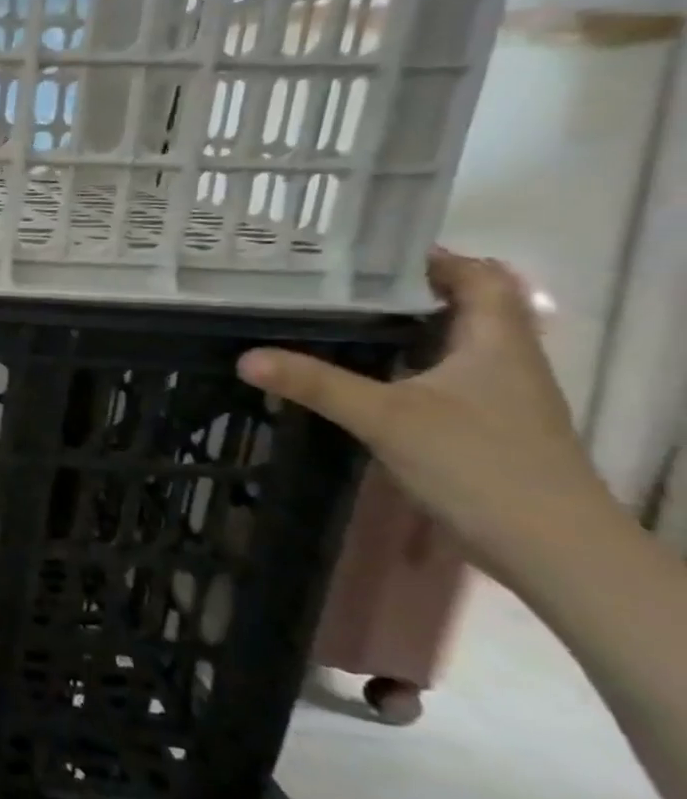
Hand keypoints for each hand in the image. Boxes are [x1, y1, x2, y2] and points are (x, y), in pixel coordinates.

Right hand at [237, 250, 616, 589]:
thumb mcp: (386, 418)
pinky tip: (362, 376)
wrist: (552, 547)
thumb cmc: (479, 464)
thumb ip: (316, 384)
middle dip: (405, 290)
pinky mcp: (485, 425)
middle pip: (462, 306)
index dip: (431, 256)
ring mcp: (499, 396)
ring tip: (337, 320)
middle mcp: (504, 359)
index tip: (366, 251)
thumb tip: (246, 357)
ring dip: (404, 328)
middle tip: (336, 283)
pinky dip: (405, 365)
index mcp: (497, 341)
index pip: (477, 275)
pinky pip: (442, 376)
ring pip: (451, 343)